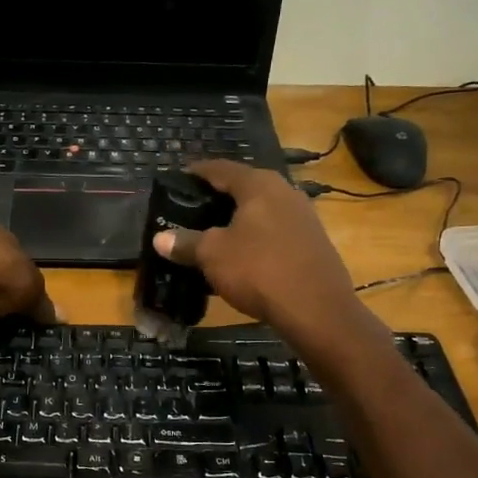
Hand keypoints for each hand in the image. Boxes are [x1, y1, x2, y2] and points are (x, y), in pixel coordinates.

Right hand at [153, 161, 365, 348]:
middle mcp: (284, 191)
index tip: (179, 178)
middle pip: (244, 187)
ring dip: (238, 219)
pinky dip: (255, 236)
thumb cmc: (259, 270)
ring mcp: (303, 216)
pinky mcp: (312, 242)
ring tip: (214, 232)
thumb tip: (160, 239)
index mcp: (259, 185)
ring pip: (261, 210)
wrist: (316, 309)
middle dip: (218, 197)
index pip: (221, 169)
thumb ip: (186, 243)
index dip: (197, 172)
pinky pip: (275, 230)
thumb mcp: (213, 255)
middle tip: (192, 209)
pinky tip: (243, 254)